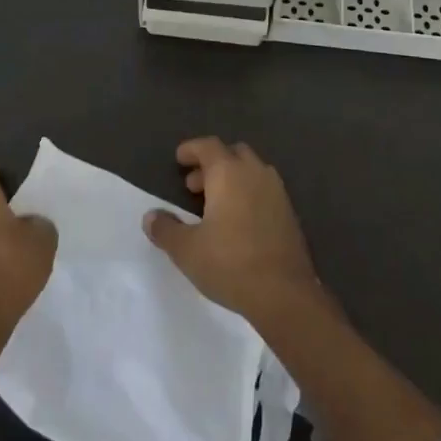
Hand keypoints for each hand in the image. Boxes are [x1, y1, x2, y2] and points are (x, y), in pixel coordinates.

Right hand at [143, 137, 319, 320]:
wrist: (285, 294)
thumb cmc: (230, 264)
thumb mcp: (186, 250)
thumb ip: (165, 229)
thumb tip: (150, 217)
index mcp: (229, 173)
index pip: (208, 146)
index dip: (191, 149)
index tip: (179, 159)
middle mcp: (255, 173)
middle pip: (233, 153)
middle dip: (212, 164)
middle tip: (194, 186)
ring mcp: (277, 192)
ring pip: (251, 171)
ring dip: (232, 178)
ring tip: (215, 205)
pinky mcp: (290, 213)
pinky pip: (264, 190)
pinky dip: (248, 194)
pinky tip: (238, 222)